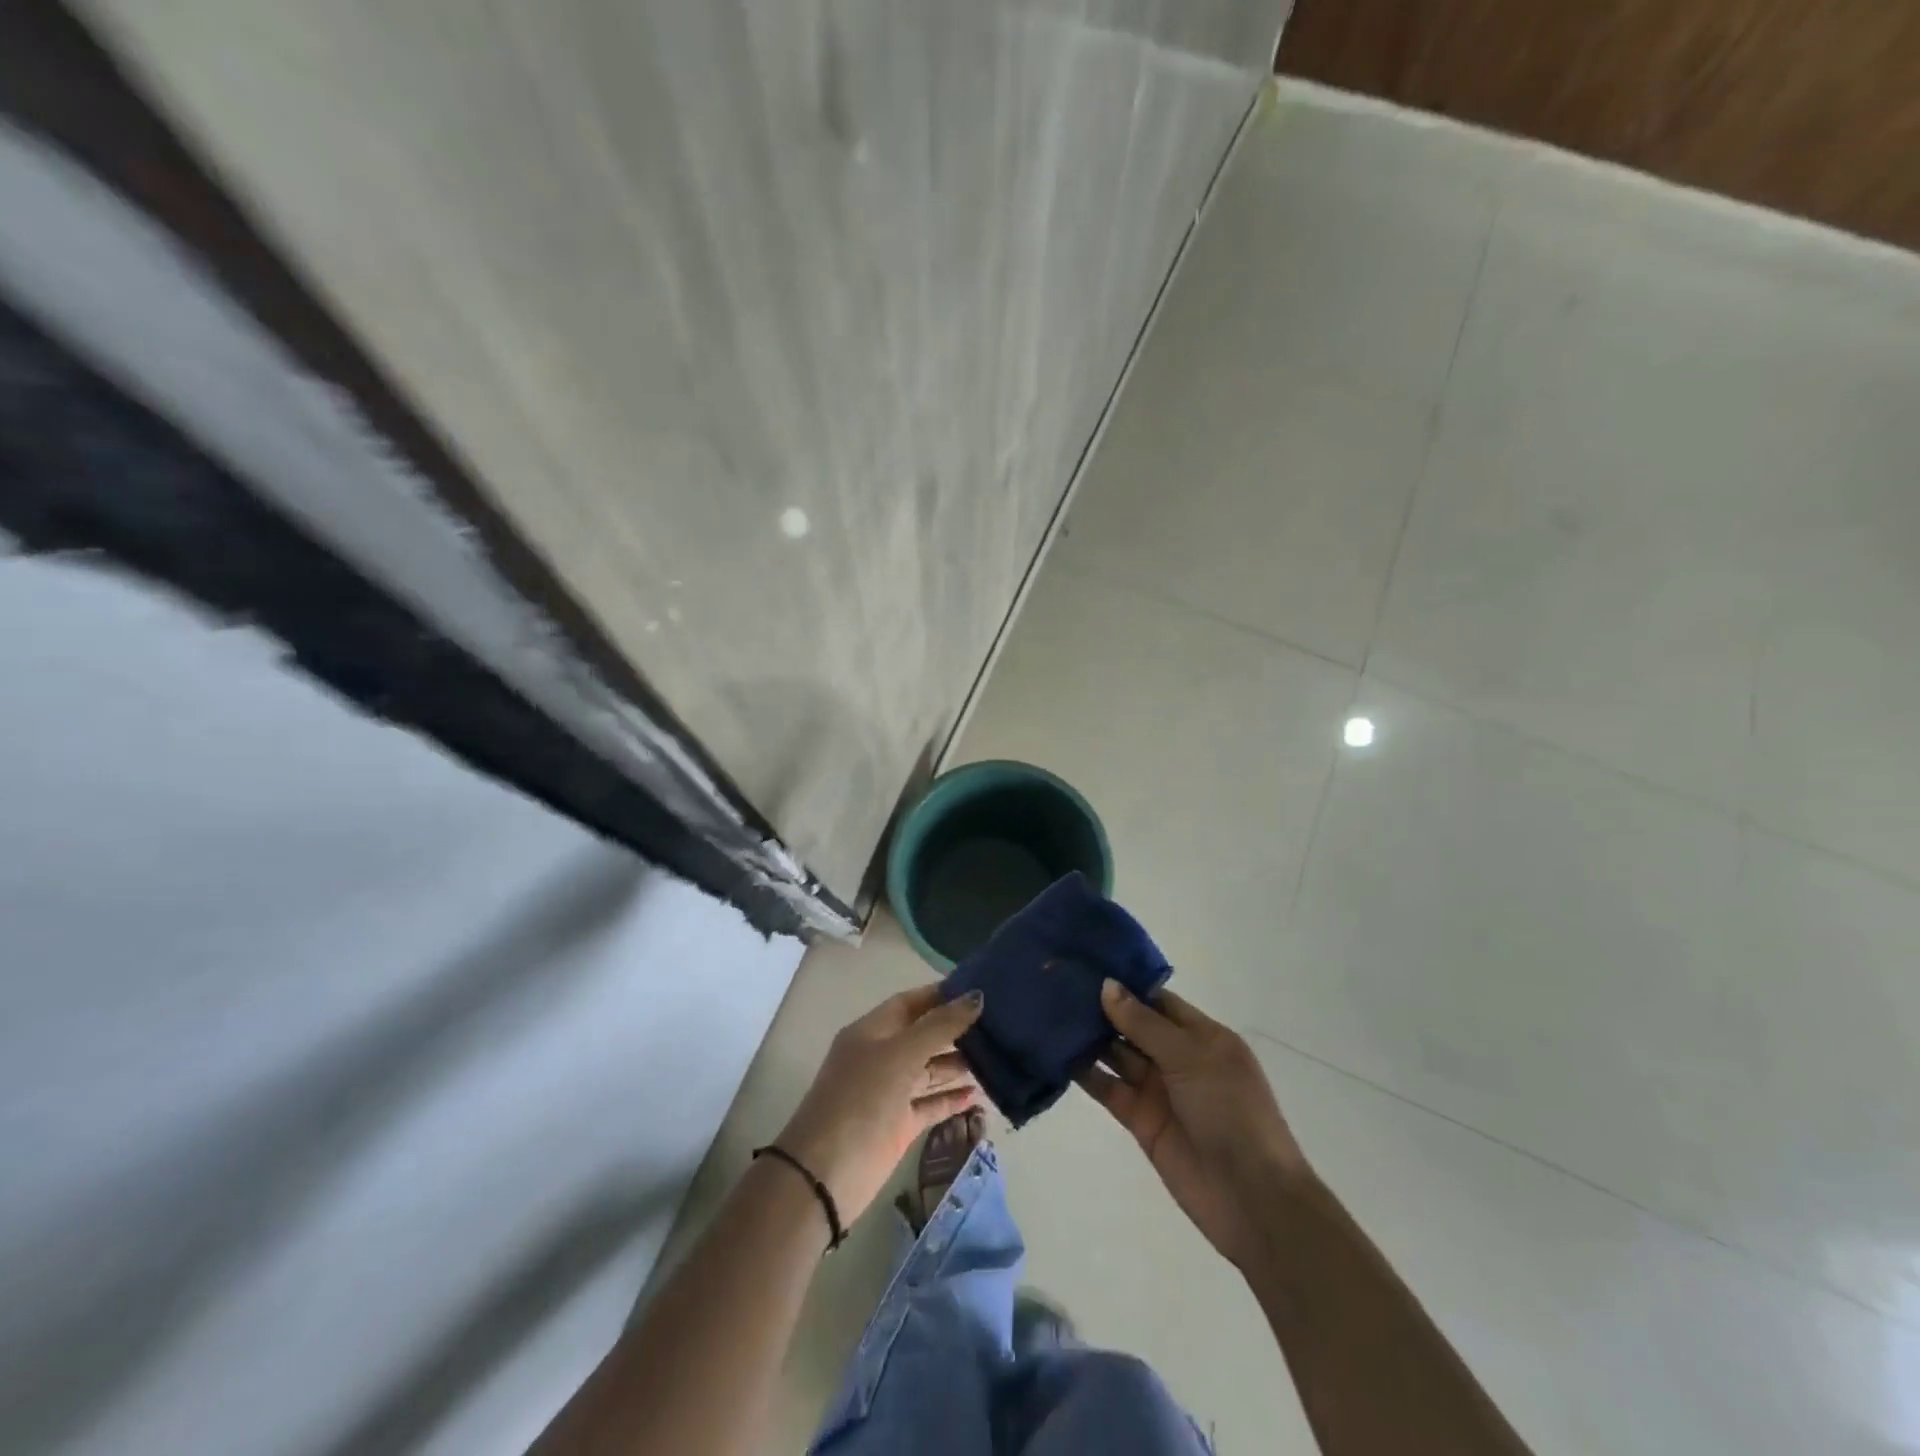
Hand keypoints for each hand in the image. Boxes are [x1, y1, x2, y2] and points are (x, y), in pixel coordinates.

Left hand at [774, 984, 984, 1226]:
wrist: (825, 1175)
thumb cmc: (861, 1100)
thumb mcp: (901, 1055)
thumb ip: (940, 1026)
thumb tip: (977, 996)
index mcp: (872, 1031)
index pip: (911, 1002)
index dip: (942, 995)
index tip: (979, 990)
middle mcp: (880, 1057)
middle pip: (922, 1035)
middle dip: (955, 1029)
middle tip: (998, 1024)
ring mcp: (889, 1093)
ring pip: (928, 1070)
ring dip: (957, 1064)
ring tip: (997, 1057)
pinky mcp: (898, 1126)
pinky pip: (930, 1105)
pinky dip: (951, 1099)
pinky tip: (978, 1095)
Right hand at [1078, 980, 1310, 1269]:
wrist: (1252, 1198)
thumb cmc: (1230, 1111)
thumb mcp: (1191, 1056)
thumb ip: (1144, 1023)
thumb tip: (1107, 986)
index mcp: (1202, 1036)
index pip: (1157, 1000)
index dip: (1126, 983)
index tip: (1086, 963)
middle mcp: (1179, 1058)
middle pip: (1134, 1025)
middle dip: (1101, 1008)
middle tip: (1056, 983)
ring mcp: (1159, 1090)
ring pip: (1117, 1054)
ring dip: (1088, 1038)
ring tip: (1048, 1012)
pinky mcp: (1140, 1120)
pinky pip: (1109, 1088)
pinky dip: (1085, 1073)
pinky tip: (1055, 1054)